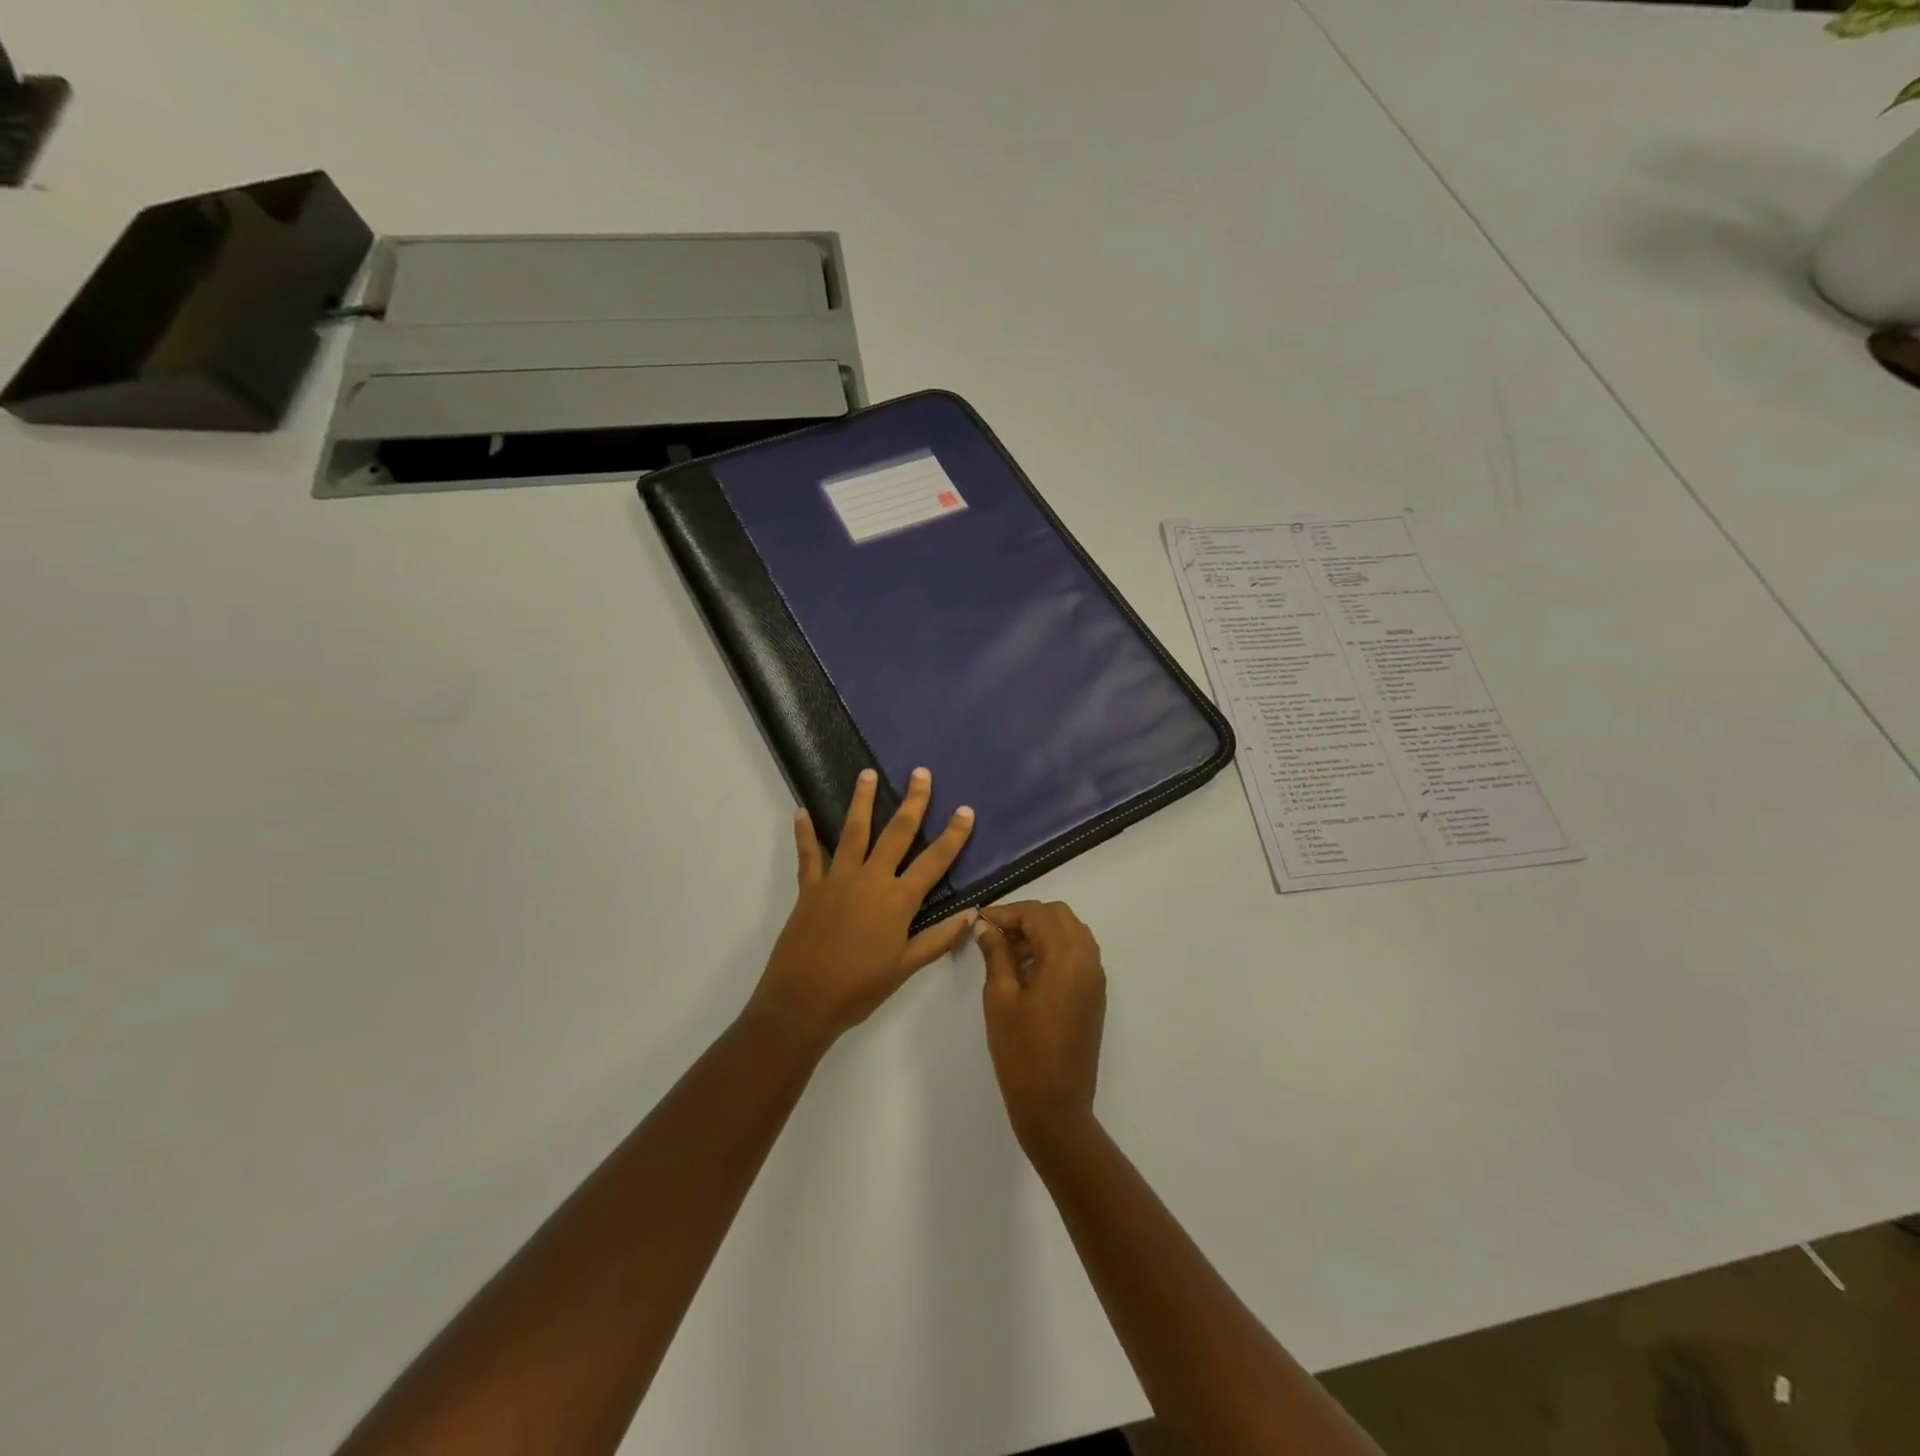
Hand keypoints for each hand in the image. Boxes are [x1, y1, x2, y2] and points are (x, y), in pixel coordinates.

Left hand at [748, 768, 976, 1045]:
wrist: (803, 1002)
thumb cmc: (860, 988)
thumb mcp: (906, 967)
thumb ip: (939, 938)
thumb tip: (973, 914)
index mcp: (898, 900)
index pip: (934, 861)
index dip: (953, 835)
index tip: (966, 810)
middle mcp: (871, 879)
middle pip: (896, 833)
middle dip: (912, 802)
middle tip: (920, 773)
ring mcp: (837, 879)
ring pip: (853, 831)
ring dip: (861, 801)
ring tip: (866, 773)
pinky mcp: (810, 887)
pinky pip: (808, 854)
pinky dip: (805, 832)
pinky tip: (802, 810)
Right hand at [976, 901, 1106, 1148]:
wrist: (1056, 1106)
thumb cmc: (1021, 1051)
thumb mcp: (1000, 997)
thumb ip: (996, 953)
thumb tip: (986, 926)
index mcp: (1066, 956)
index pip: (1037, 914)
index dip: (1007, 913)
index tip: (979, 922)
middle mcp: (1087, 959)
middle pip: (1058, 916)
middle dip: (1026, 919)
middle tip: (994, 936)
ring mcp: (1094, 978)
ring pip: (1070, 933)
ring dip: (1041, 933)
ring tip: (1007, 954)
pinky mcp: (1094, 995)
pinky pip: (1077, 955)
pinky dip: (1053, 950)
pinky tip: (1027, 971)